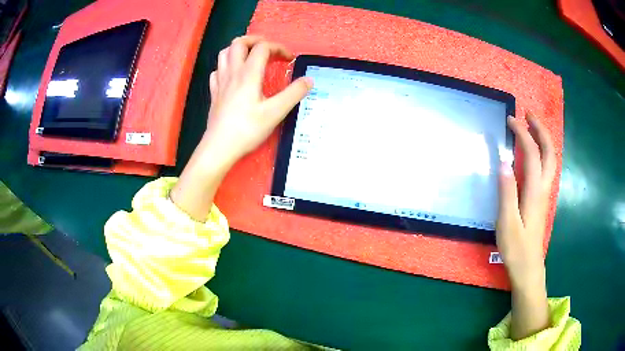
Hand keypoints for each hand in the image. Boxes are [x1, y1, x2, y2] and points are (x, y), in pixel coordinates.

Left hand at [171, 36, 311, 220]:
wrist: (219, 147)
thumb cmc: (247, 130)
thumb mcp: (275, 113)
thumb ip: (293, 94)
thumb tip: (309, 80)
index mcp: (248, 74)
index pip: (263, 48)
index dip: (279, 48)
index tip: (290, 60)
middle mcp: (232, 73)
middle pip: (239, 43)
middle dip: (256, 40)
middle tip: (268, 49)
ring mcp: (220, 82)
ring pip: (225, 53)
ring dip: (239, 49)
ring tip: (251, 56)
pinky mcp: (214, 93)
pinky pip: (218, 70)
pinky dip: (227, 66)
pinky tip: (234, 75)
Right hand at [497, 112, 556, 339]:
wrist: (528, 267)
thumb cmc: (516, 248)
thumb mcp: (507, 223)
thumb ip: (506, 193)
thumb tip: (503, 163)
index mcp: (534, 191)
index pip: (532, 154)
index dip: (523, 134)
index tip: (511, 120)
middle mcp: (543, 188)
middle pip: (549, 152)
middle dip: (541, 129)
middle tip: (528, 114)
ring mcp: (544, 193)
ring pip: (550, 160)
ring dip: (543, 139)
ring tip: (532, 127)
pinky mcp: (542, 199)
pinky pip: (546, 168)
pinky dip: (542, 152)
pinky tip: (535, 152)